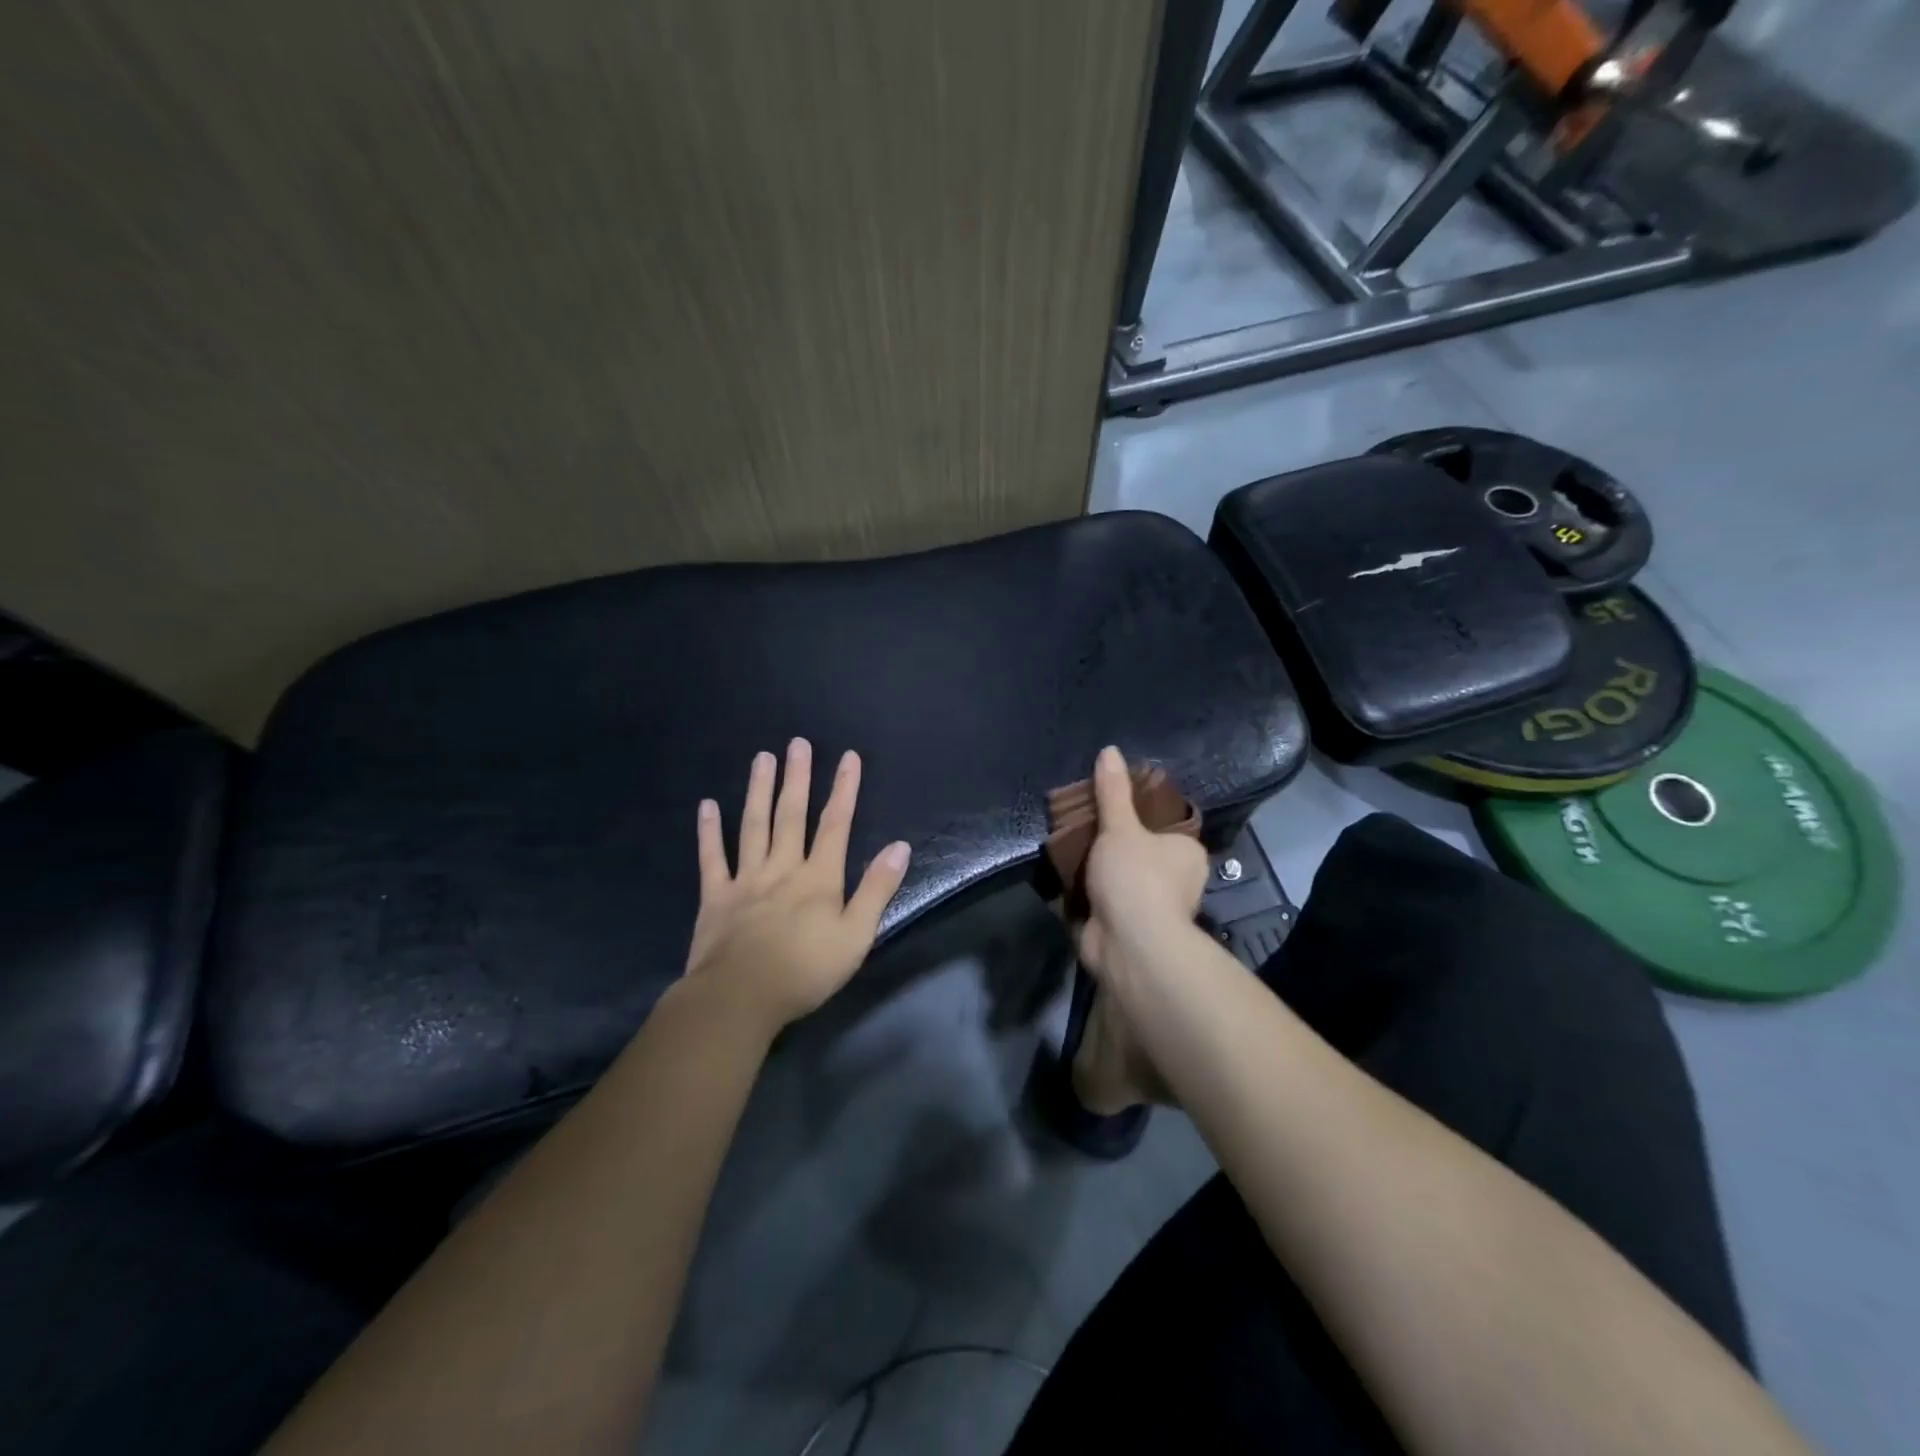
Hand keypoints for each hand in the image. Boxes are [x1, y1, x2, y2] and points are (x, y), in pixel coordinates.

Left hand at [683, 739, 911, 1036]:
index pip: (836, 825)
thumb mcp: (856, 936)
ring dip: (759, 791)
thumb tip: (899, 847)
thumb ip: (877, 890)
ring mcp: (745, 880)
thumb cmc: (805, 971)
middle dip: (797, 778)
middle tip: (797, 744)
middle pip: (791, 816)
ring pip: (754, 826)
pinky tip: (707, 806)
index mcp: (818, 878)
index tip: (849, 758)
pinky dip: (709, 832)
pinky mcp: (715, 897)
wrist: (739, 998)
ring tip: (762, 759)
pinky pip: (711, 858)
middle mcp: (782, 868)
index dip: (844, 789)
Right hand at [1076, 745, 1210, 982]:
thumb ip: (1113, 792)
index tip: (1106, 804)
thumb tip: (1110, 750)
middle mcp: (1175, 880)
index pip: (1163, 825)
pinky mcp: (1123, 928)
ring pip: (1116, 877)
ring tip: (1063, 844)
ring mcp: (1149, 906)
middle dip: (1109, 842)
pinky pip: (1099, 901)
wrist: (1129, 946)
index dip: (1135, 814)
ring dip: (1093, 869)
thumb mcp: (1121, 826)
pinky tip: (1059, 875)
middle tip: (1078, 822)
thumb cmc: (1136, 878)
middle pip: (1137, 850)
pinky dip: (1082, 893)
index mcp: (1186, 853)